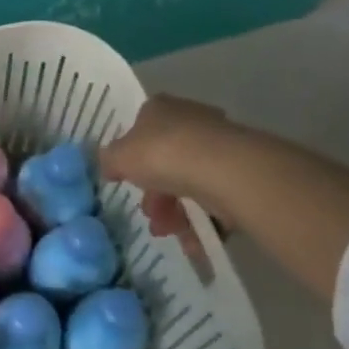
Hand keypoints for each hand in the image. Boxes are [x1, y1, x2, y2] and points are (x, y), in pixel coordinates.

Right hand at [100, 95, 236, 254]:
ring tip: (171, 232)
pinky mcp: (240, 172)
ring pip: (189, 183)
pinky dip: (202, 220)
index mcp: (160, 109)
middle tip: (151, 216)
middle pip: (165, 161)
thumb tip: (109, 166)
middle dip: (154, 195)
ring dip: (175, 212)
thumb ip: (109, 161)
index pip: (140, 128)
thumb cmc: (163, 154)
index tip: (127, 180)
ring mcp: (218, 146)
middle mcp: (190, 121)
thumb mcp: (119, 157)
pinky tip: (194, 240)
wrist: (224, 171)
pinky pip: (214, 199)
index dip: (131, 157)